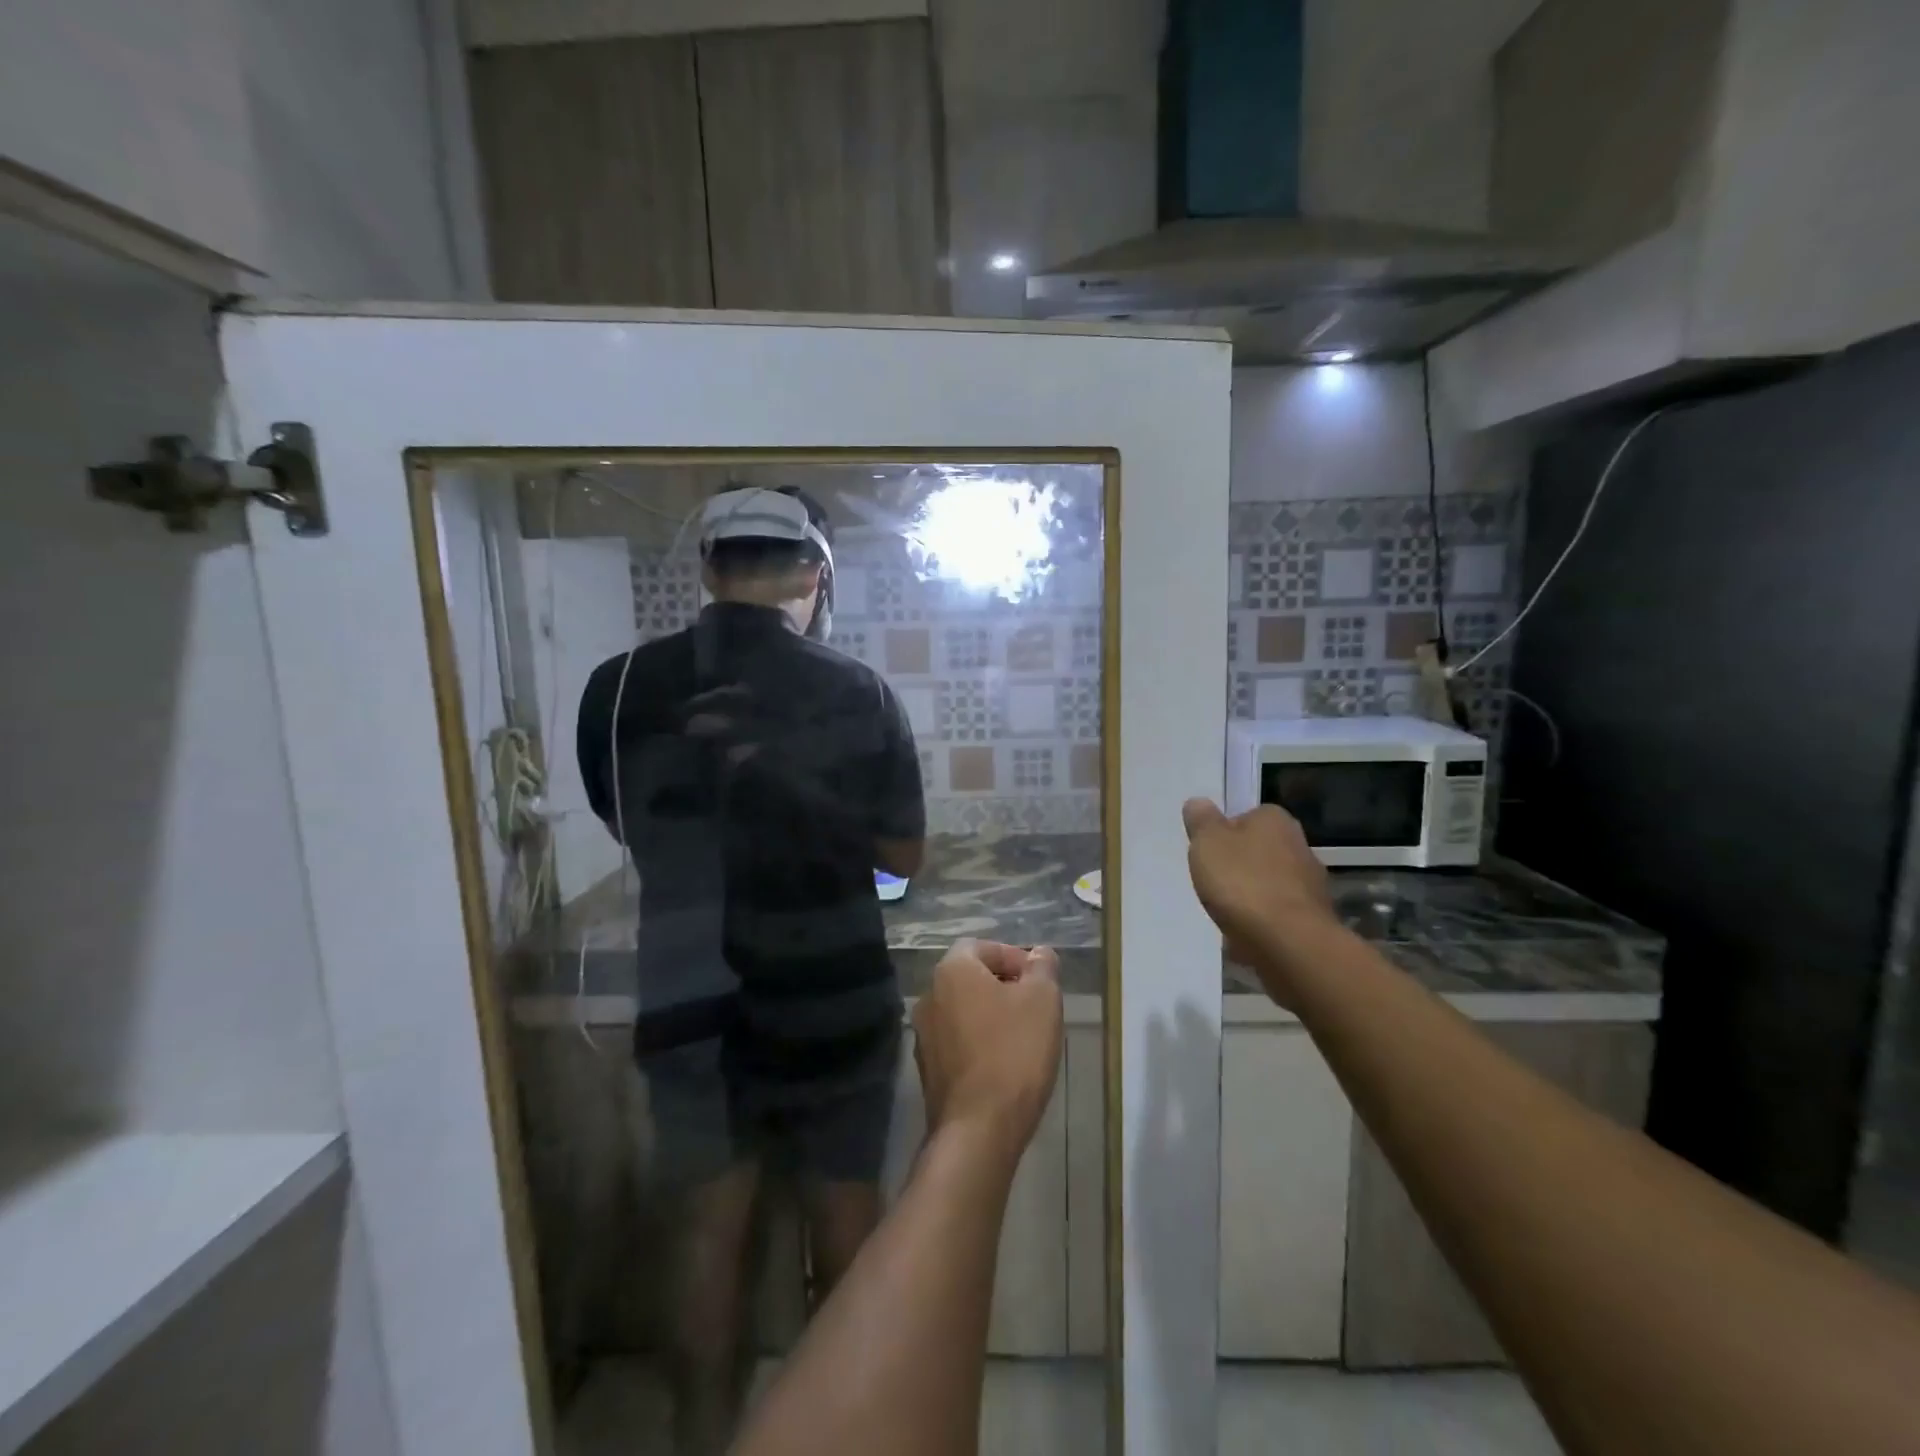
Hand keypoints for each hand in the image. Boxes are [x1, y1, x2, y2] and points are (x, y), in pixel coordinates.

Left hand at [913, 941, 1062, 1162]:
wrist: (978, 1129)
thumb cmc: (1014, 1053)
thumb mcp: (1043, 1001)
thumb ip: (1042, 969)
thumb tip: (1040, 954)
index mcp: (952, 971)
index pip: (982, 946)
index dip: (1013, 957)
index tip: (1039, 979)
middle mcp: (929, 996)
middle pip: (970, 977)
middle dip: (1004, 986)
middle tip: (1035, 1006)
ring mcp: (923, 1035)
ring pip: (963, 1010)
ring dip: (991, 1015)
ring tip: (1024, 1036)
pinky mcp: (927, 1069)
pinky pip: (957, 1041)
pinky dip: (979, 1042)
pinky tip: (1004, 1063)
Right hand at [1182, 799, 1338, 999]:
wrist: (1289, 944)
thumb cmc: (1243, 883)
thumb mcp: (1207, 843)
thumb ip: (1202, 821)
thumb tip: (1199, 802)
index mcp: (1275, 820)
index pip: (1247, 816)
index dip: (1225, 833)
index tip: (1208, 852)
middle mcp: (1299, 846)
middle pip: (1260, 851)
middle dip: (1240, 866)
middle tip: (1213, 882)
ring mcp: (1311, 886)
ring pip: (1270, 885)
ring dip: (1252, 897)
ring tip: (1225, 914)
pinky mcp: (1313, 920)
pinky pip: (1278, 916)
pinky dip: (1262, 924)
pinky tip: (1243, 937)